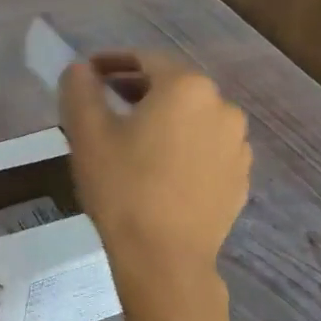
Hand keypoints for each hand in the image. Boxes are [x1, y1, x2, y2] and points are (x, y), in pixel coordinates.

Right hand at [60, 51, 251, 299]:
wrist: (164, 260)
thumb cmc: (122, 188)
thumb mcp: (87, 133)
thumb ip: (80, 89)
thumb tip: (80, 69)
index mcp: (186, 88)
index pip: (145, 60)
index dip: (113, 62)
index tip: (89, 74)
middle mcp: (222, 107)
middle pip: (173, 87)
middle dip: (137, 89)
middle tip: (105, 105)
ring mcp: (237, 145)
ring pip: (192, 118)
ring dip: (163, 118)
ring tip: (132, 139)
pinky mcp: (240, 178)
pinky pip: (207, 148)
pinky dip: (183, 146)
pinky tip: (160, 168)